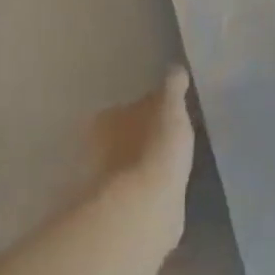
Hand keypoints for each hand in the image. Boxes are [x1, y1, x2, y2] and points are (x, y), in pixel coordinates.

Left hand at [87, 67, 196, 244]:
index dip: (151, 109)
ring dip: (147, 161)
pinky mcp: (121, 206)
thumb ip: (172, 88)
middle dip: (145, 135)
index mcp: (107, 119)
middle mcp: (99, 148)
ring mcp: (108, 179)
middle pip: (126, 135)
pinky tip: (169, 185)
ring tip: (174, 161)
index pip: (131, 107)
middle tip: (172, 135)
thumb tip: (175, 68)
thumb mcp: (170, 108)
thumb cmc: (156, 147)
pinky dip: (151, 185)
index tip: (170, 113)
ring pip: (131, 163)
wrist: (145, 205)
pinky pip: (140, 188)